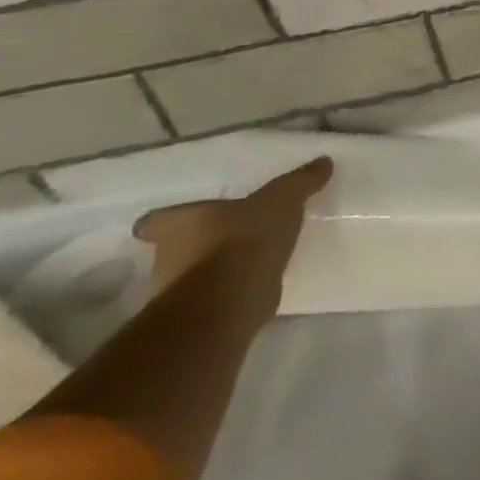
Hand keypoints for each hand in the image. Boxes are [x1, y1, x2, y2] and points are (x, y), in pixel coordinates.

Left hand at [133, 158, 332, 321]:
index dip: (166, 220)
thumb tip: (324, 161)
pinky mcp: (198, 318)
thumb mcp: (282, 200)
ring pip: (192, 275)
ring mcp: (177, 292)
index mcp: (178, 224)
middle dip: (198, 244)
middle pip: (174, 248)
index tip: (184, 220)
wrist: (231, 301)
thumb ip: (301, 181)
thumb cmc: (244, 239)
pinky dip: (229, 293)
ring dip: (214, 270)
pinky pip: (213, 299)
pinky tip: (255, 286)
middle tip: (228, 236)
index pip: (156, 221)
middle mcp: (166, 257)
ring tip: (247, 262)